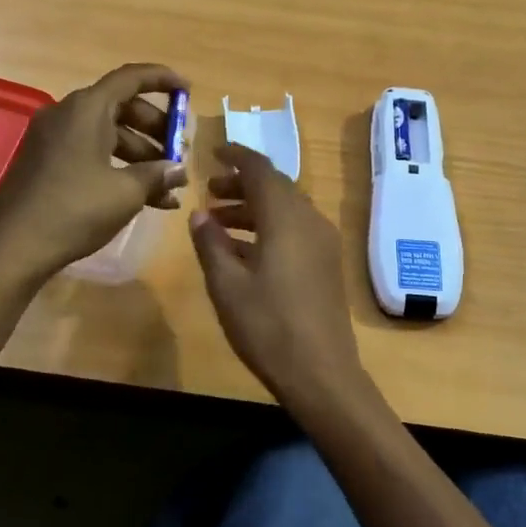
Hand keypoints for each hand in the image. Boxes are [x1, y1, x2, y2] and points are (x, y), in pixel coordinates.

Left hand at [0, 63, 187, 284]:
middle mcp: (67, 115)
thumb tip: (178, 169)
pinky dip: (117, 168)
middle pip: (121, 108)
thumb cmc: (74, 210)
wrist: (12, 247)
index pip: (131, 78)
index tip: (187, 91)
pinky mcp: (45, 164)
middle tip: (180, 151)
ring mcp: (52, 140)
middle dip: (156, 129)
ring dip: (141, 155)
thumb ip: (157, 174)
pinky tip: (144, 199)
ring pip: (107, 135)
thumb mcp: (125, 192)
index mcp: (86, 109)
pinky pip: (90, 153)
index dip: (162, 80)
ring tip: (169, 186)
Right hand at [189, 143, 381, 421]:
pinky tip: (243, 251)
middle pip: (275, 187)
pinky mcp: (326, 264)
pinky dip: (268, 228)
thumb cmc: (267, 326)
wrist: (321, 373)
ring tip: (219, 222)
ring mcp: (322, 243)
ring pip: (285, 209)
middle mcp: (309, 221)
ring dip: (253, 208)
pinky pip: (295, 230)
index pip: (260, 169)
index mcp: (286, 218)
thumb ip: (211, 243)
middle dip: (242, 184)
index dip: (236, 156)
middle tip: (210, 192)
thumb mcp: (227, 285)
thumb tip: (200, 214)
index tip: (213, 153)